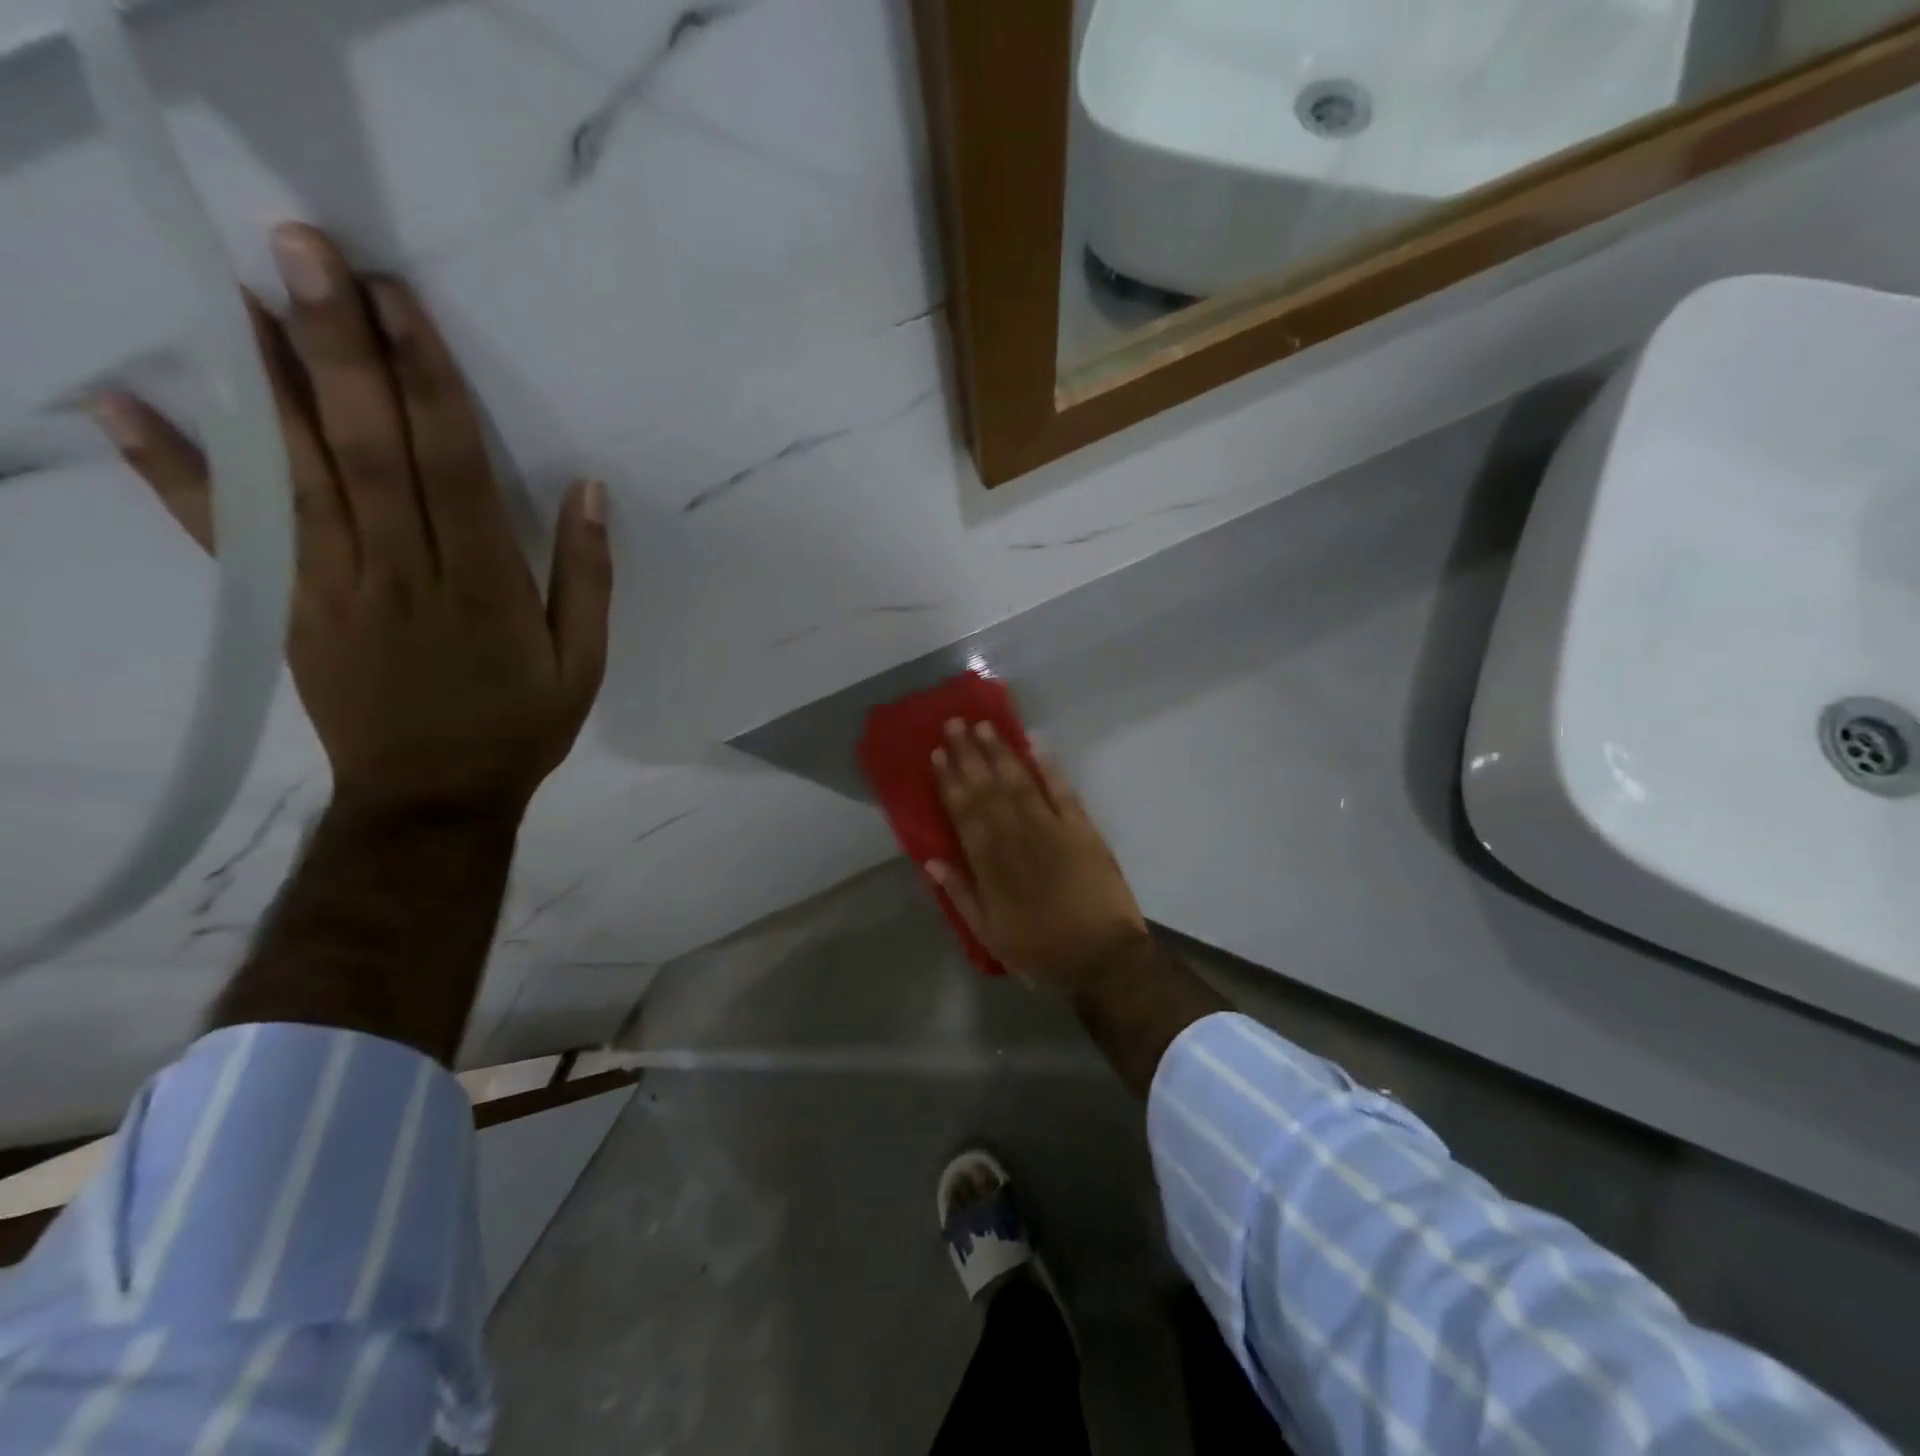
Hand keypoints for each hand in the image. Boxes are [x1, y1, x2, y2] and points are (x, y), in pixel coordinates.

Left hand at [91, 223, 610, 816]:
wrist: (434, 797)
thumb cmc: (521, 726)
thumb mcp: (584, 662)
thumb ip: (586, 577)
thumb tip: (588, 490)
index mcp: (482, 583)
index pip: (451, 464)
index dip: (426, 379)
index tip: (398, 300)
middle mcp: (401, 570)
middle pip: (366, 447)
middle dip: (338, 347)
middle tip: (305, 250)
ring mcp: (334, 586)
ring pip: (296, 472)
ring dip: (265, 380)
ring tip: (236, 290)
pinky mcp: (289, 607)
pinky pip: (229, 533)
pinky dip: (175, 470)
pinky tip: (127, 405)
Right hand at [928, 719, 1148, 992]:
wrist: (1102, 959)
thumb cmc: (1040, 951)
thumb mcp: (989, 934)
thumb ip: (960, 895)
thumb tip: (932, 861)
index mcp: (990, 864)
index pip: (964, 812)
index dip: (950, 782)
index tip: (938, 754)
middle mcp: (1016, 837)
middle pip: (988, 788)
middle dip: (970, 755)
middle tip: (955, 723)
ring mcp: (1052, 829)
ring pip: (1020, 782)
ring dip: (1001, 752)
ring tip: (985, 726)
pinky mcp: (1082, 829)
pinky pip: (1062, 790)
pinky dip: (1048, 766)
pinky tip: (1035, 743)